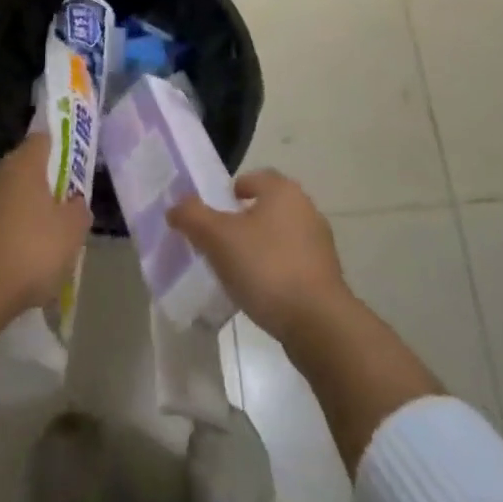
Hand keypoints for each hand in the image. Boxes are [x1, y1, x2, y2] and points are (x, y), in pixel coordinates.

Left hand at [0, 133, 90, 320]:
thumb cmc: (31, 251)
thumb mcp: (72, 232)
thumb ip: (79, 210)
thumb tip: (75, 202)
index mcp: (23, 164)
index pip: (42, 140)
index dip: (59, 150)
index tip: (71, 170)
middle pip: (23, 169)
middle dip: (41, 186)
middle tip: (60, 211)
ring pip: (6, 197)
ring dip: (21, 212)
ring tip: (39, 243)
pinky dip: (4, 235)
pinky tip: (16, 262)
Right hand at [168, 170, 349, 342]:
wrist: (318, 323)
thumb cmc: (266, 268)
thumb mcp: (218, 238)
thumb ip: (193, 217)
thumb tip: (175, 206)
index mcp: (283, 190)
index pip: (254, 178)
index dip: (232, 192)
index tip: (216, 213)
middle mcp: (306, 208)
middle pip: (268, 206)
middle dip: (245, 221)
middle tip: (221, 242)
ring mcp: (320, 244)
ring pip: (281, 236)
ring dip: (261, 248)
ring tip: (238, 270)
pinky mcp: (327, 276)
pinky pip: (293, 264)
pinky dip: (276, 271)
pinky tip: (261, 293)